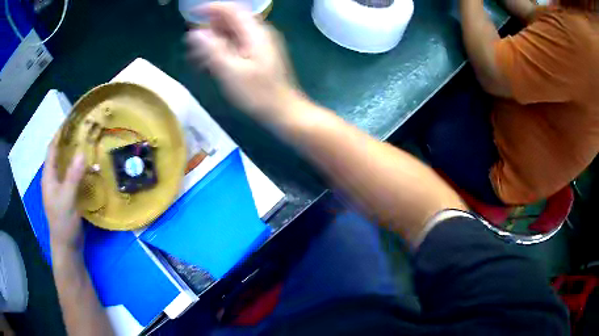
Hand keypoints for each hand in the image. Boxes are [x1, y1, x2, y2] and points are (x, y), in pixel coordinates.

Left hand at [42, 136, 85, 253]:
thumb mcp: (67, 199)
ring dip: (75, 156)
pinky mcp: (68, 195)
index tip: (72, 121)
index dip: (59, 134)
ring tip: (88, 145)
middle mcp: (53, 179)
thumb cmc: (63, 222)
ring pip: (67, 166)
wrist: (67, 246)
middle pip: (59, 155)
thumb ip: (73, 176)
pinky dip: (79, 169)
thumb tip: (82, 153)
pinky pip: (73, 176)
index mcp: (48, 176)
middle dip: (69, 143)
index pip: (52, 149)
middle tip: (84, 131)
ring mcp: (60, 187)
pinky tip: (89, 167)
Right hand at [186, 3, 299, 121]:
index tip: (192, 14)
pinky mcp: (256, 55)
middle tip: (190, 43)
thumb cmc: (257, 93)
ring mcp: (258, 44)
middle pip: (230, 20)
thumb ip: (212, 49)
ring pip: (231, 34)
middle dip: (208, 28)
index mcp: (254, 32)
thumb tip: (195, 33)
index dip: (211, 8)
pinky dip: (220, 50)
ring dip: (212, 41)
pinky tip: (207, 63)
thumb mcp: (230, 72)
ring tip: (194, 56)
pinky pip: (235, 45)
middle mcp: (257, 33)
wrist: (282, 110)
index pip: (231, 9)